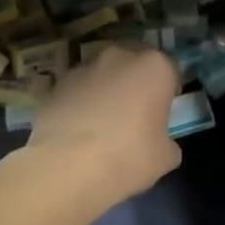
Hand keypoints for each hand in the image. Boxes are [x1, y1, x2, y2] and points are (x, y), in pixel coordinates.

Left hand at [26, 44, 181, 202]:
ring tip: (102, 124)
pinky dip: (80, 104)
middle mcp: (118, 57)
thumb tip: (158, 141)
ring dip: (106, 91)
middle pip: (134, 65)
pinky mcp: (54, 85)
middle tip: (135, 114)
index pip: (170, 71)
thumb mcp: (165, 157)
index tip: (165, 112)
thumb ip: (166, 140)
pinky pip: (77, 91)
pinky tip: (78, 131)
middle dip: (136, 84)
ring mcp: (82, 68)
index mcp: (154, 67)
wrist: (65, 167)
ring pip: (102, 75)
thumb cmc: (127, 157)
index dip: (169, 91)